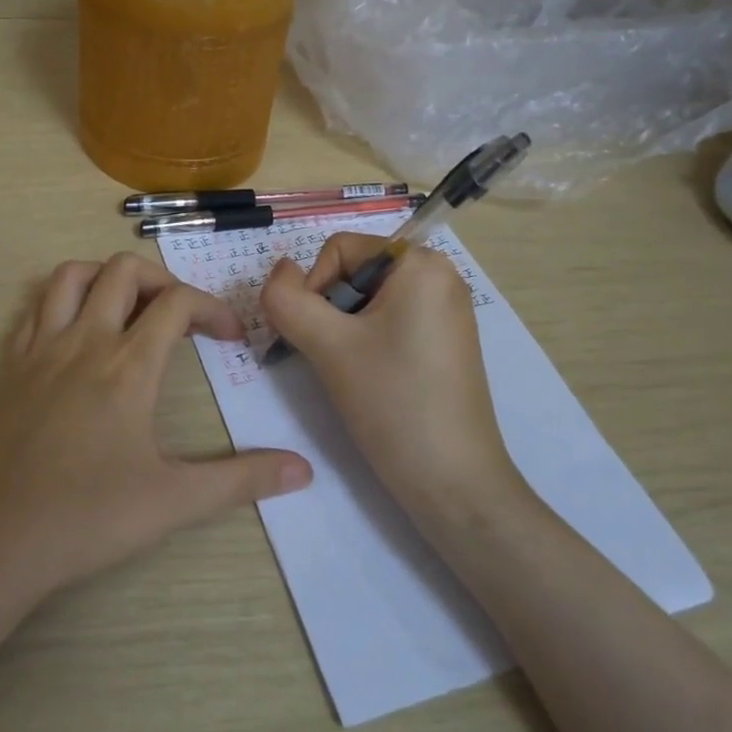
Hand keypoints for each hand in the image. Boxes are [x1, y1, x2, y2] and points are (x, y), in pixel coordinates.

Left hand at [0, 253, 312, 605]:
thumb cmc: (84, 518)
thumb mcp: (172, 502)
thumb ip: (241, 480)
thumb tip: (303, 470)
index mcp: (128, 366)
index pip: (177, 304)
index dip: (212, 308)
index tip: (231, 336)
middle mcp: (84, 341)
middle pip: (124, 271)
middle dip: (163, 280)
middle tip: (180, 316)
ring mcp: (39, 350)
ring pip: (71, 276)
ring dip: (105, 277)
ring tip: (128, 308)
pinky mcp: (7, 368)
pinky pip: (33, 309)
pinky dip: (61, 302)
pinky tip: (73, 333)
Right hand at [259, 234, 526, 522]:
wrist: (453, 482)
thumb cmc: (392, 402)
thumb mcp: (327, 345)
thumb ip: (286, 298)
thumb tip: (279, 272)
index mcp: (421, 264)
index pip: (339, 249)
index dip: (313, 288)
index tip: (316, 337)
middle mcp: (441, 276)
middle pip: (354, 273)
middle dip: (330, 311)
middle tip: (331, 358)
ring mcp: (447, 311)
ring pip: (368, 301)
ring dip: (344, 330)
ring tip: (351, 372)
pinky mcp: (446, 342)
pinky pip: (391, 322)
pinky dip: (367, 343)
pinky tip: (371, 380)